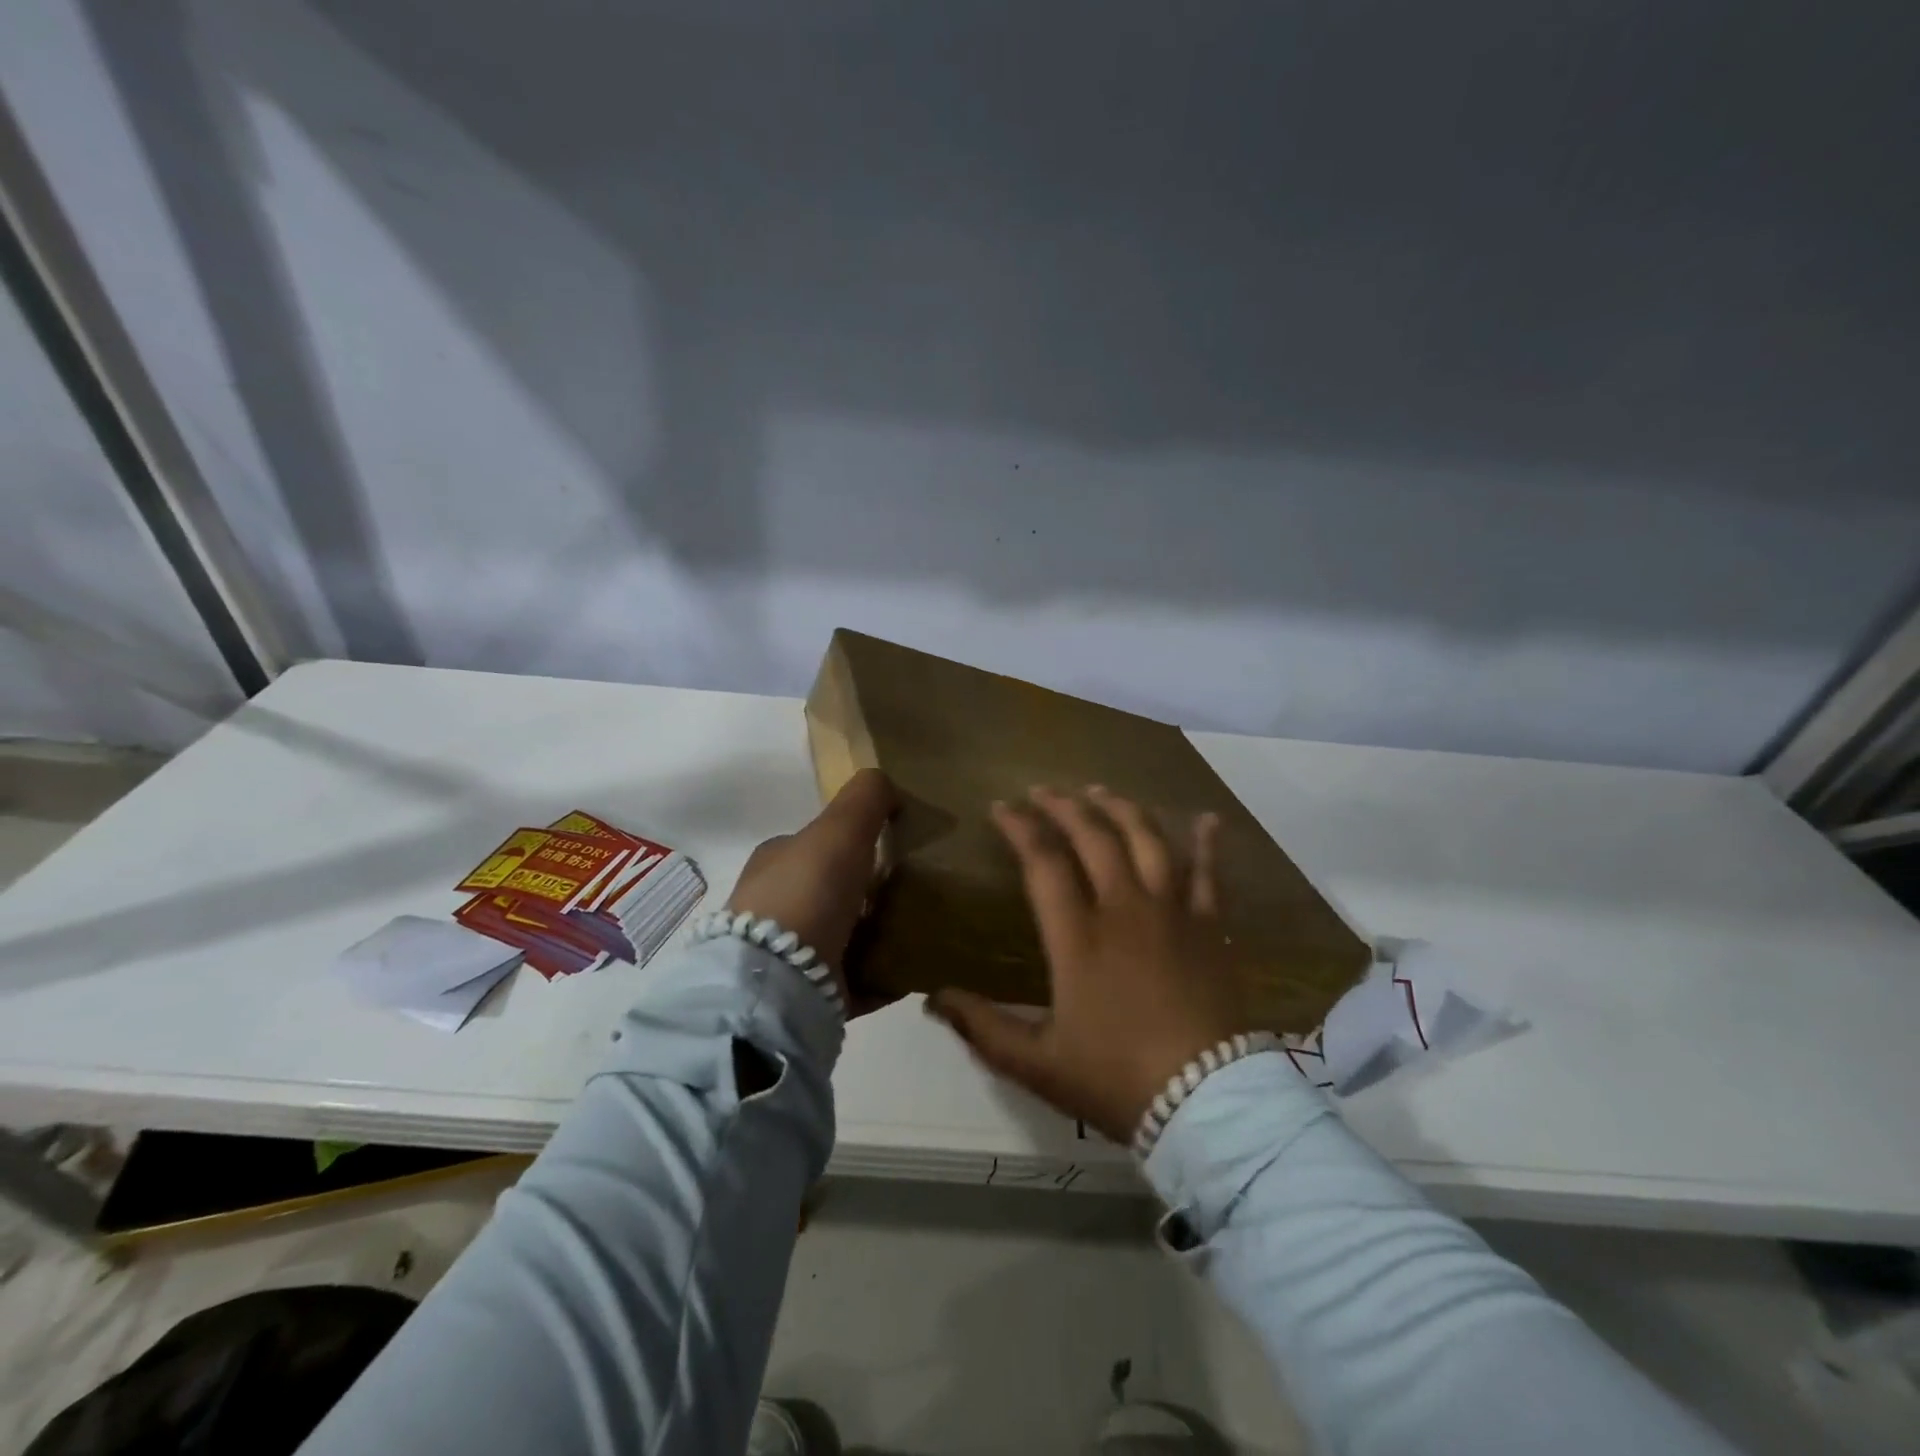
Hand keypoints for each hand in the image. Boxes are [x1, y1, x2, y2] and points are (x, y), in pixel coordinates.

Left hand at [725, 768, 897, 1014]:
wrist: (780, 981)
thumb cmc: (808, 892)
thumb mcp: (839, 827)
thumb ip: (865, 798)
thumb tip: (889, 786)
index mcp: (776, 864)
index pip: (817, 846)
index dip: (853, 845)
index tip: (893, 853)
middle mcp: (775, 908)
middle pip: (832, 893)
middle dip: (869, 894)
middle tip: (914, 895)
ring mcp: (787, 957)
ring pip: (843, 937)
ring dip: (877, 935)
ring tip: (920, 934)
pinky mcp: (806, 997)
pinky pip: (854, 981)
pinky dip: (881, 976)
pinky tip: (910, 972)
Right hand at [927, 786, 1246, 1141]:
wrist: (1204, 1103)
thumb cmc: (1116, 1080)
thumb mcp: (1037, 1062)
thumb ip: (982, 1027)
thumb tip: (932, 999)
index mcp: (1078, 937)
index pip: (1043, 862)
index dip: (1020, 828)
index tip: (1001, 807)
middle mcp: (1124, 909)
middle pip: (1094, 838)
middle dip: (1064, 807)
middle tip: (1043, 791)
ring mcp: (1172, 912)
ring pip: (1147, 841)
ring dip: (1121, 809)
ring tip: (1100, 790)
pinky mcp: (1210, 927)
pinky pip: (1209, 874)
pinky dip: (1207, 843)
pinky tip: (1206, 818)